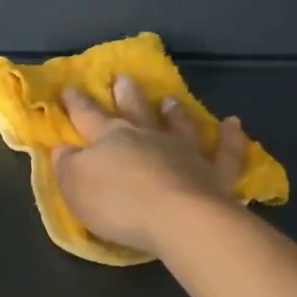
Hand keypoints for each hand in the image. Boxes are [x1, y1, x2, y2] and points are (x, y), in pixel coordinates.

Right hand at [52, 76, 249, 257]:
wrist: (177, 218)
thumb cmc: (118, 203)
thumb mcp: (75, 186)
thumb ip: (67, 165)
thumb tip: (63, 148)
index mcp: (111, 138)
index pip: (88, 116)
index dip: (76, 104)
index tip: (69, 88)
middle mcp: (149, 137)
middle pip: (135, 111)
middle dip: (126, 95)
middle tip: (124, 78)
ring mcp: (185, 152)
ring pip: (179, 125)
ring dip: (174, 112)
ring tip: (171, 100)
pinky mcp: (215, 173)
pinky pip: (225, 151)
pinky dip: (230, 137)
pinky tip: (233, 123)